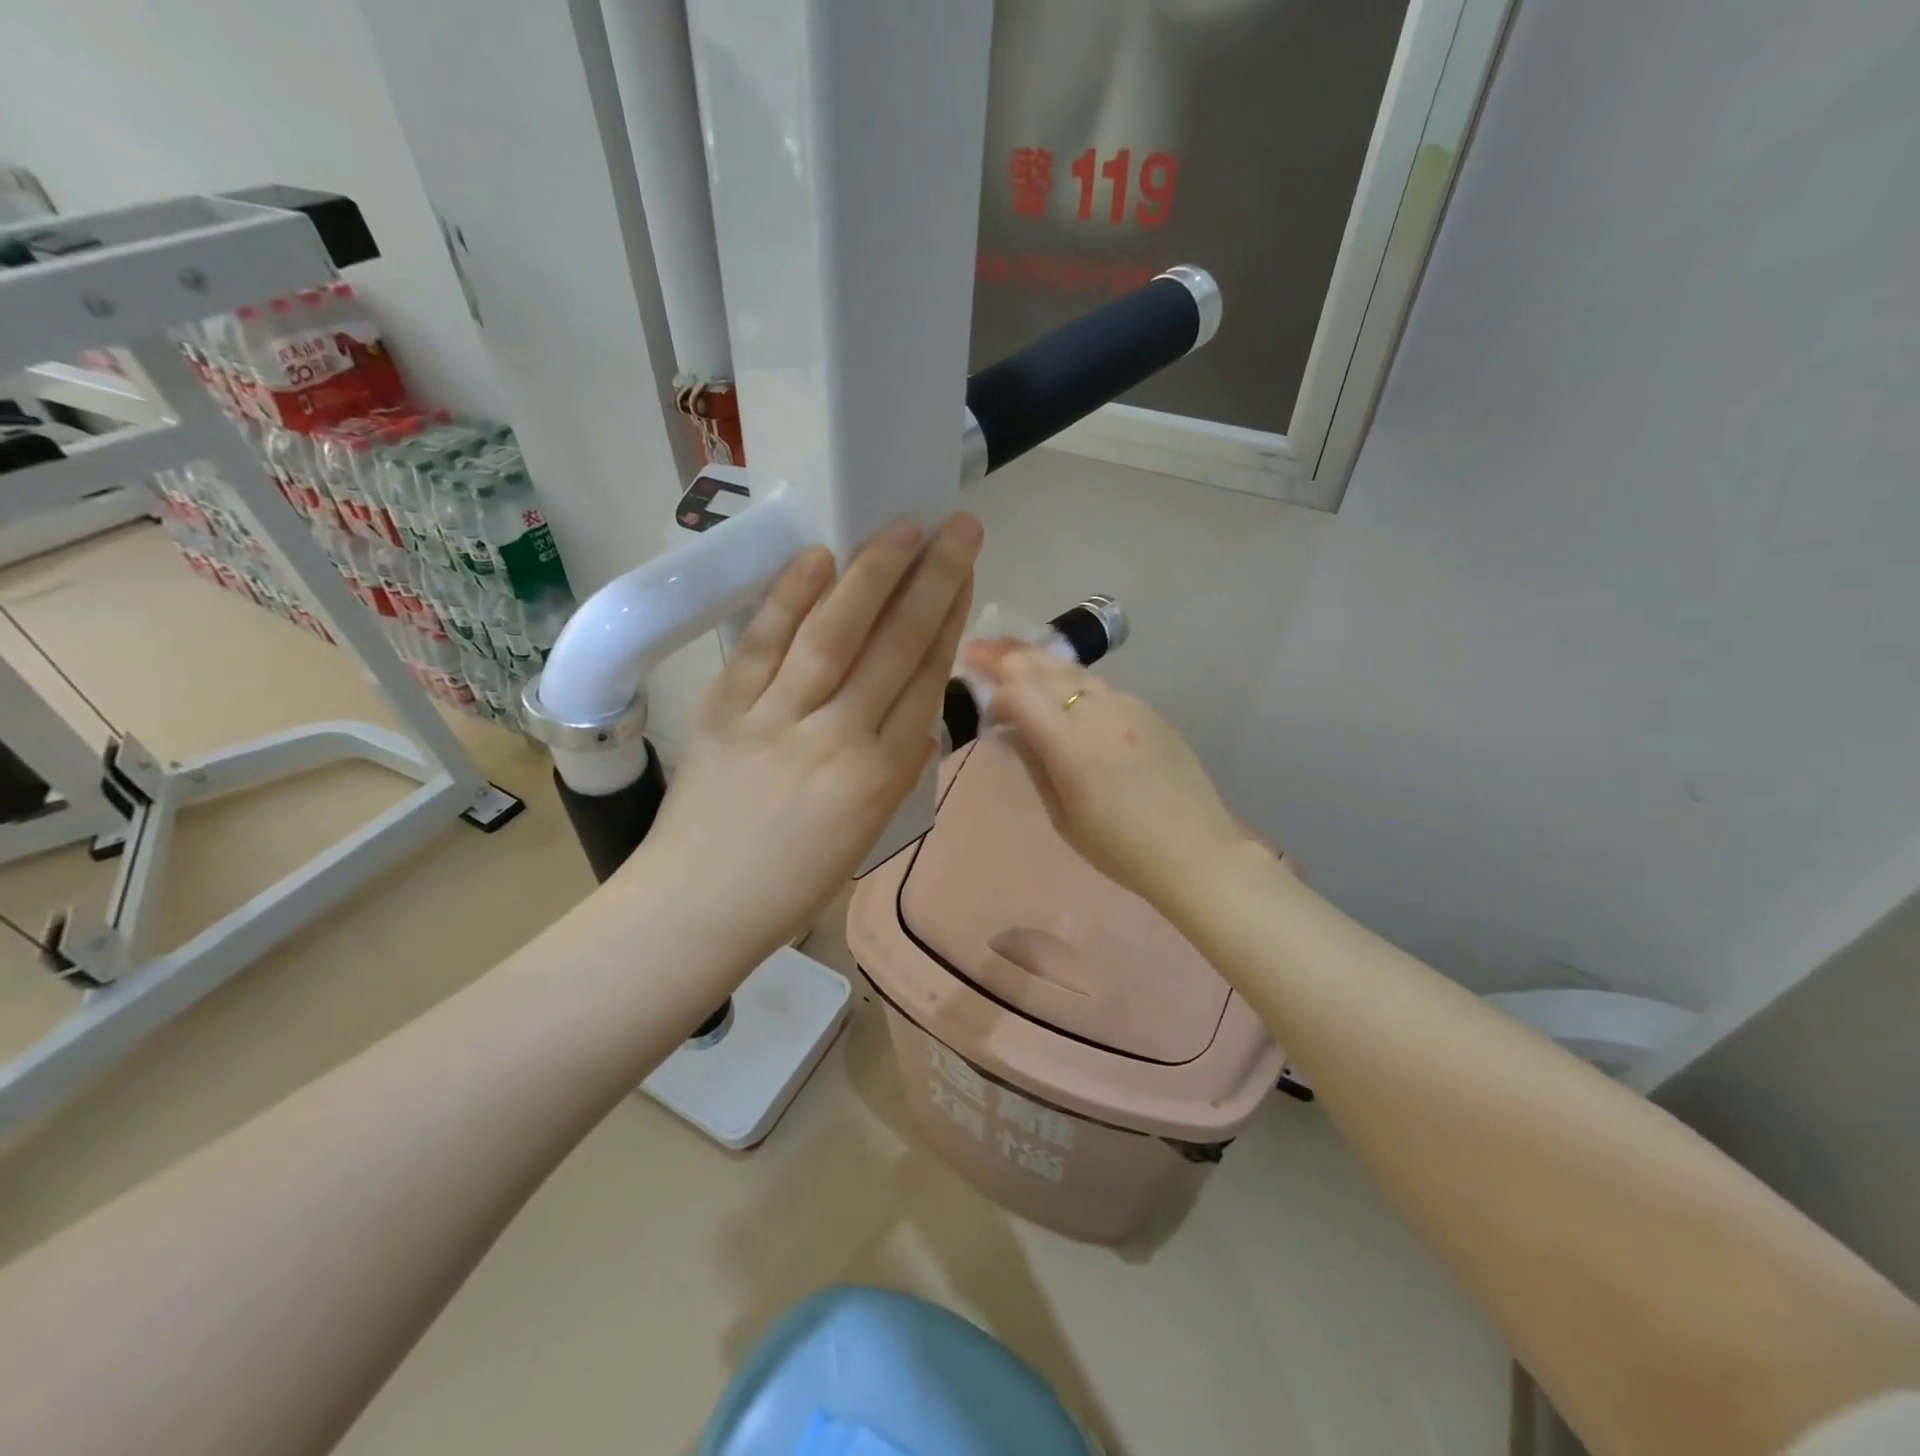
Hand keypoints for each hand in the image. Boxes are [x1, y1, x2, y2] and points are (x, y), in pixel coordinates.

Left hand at [628, 514, 980, 960]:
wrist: (698, 908)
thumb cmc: (792, 882)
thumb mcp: (867, 831)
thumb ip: (895, 765)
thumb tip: (914, 708)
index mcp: (882, 776)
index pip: (926, 678)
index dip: (950, 617)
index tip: (966, 572)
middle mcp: (840, 739)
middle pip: (895, 645)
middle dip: (932, 580)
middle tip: (957, 526)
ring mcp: (778, 720)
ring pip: (835, 634)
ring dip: (872, 574)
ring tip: (901, 528)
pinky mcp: (724, 709)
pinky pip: (763, 644)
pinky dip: (790, 598)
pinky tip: (818, 558)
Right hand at [960, 640, 1261, 907]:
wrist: (1196, 853)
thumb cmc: (1121, 849)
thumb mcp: (1063, 817)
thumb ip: (1035, 763)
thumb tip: (1012, 730)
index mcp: (1073, 746)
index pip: (1020, 695)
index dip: (993, 694)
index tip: (979, 703)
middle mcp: (1101, 713)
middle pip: (1045, 669)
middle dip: (1006, 657)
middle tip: (977, 649)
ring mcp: (1130, 707)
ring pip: (1074, 671)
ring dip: (1039, 661)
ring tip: (1012, 655)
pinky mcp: (1149, 712)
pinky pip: (1102, 687)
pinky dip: (1072, 681)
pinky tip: (1061, 688)